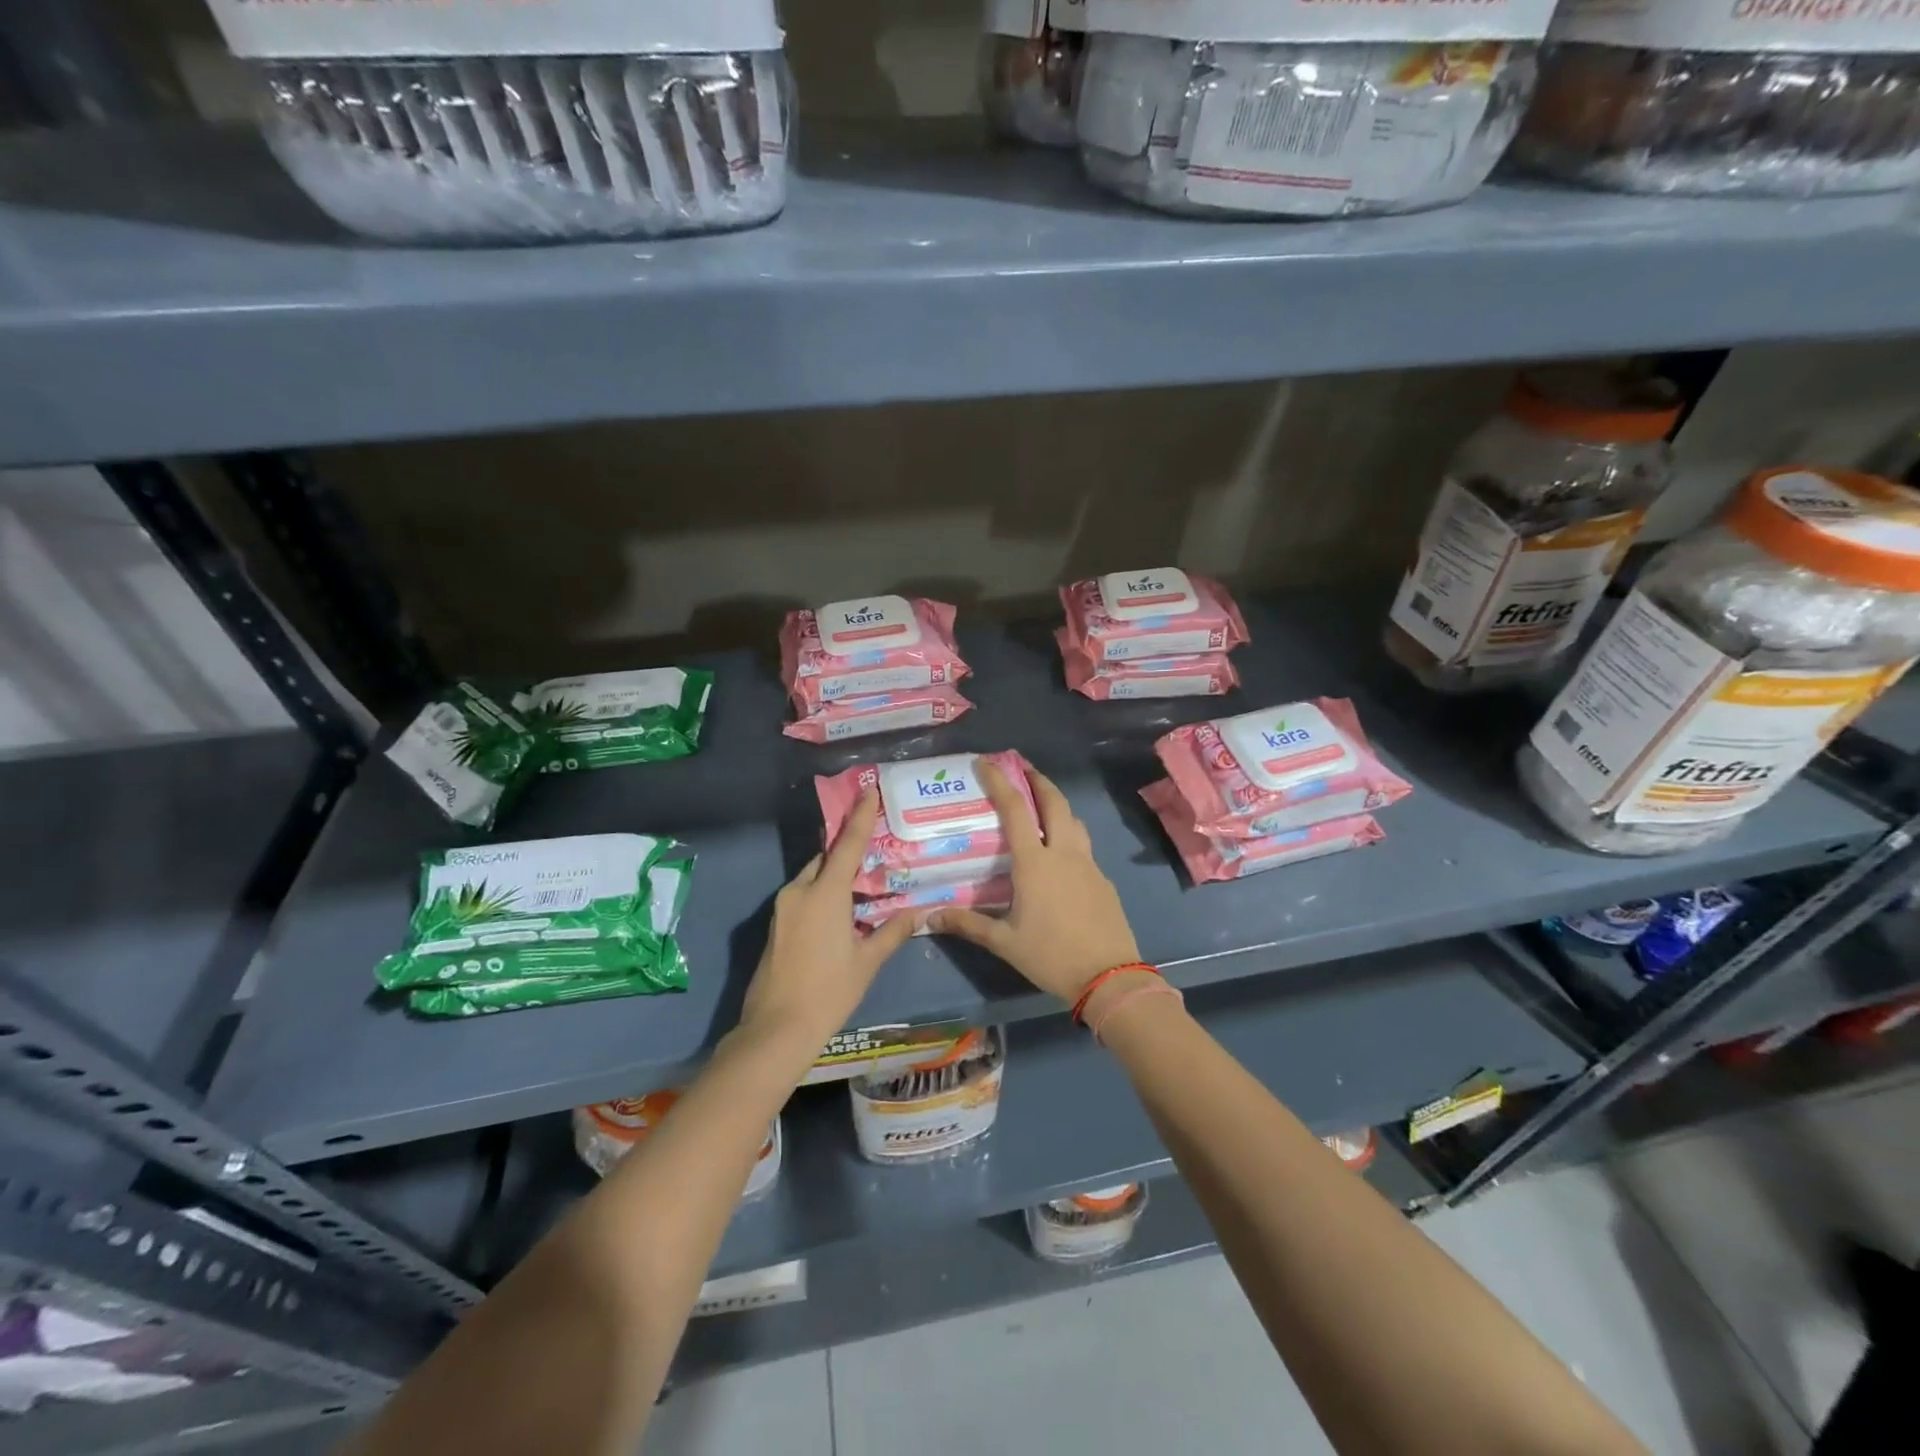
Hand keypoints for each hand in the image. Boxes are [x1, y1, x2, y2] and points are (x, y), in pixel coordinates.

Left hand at [737, 788, 915, 1048]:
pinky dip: (821, 893)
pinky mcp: (774, 925)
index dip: (860, 816)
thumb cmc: (829, 993)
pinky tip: (839, 912)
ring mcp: (782, 908)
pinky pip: (802, 896)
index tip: (868, 790)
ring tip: (861, 886)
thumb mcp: (866, 962)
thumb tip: (919, 913)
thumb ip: (892, 932)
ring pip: (812, 878)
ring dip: (834, 876)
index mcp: (825, 894)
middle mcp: (799, 892)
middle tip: (874, 851)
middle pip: (826, 859)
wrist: (776, 1029)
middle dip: (847, 852)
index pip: (848, 845)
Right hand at [928, 761, 1139, 1003]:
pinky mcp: (1103, 880)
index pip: (1015, 809)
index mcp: (1035, 863)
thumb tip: (930, 916)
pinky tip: (1059, 853)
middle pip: (1054, 801)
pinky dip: (1068, 833)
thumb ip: (969, 924)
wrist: (1110, 977)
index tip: (986, 762)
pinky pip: (1083, 845)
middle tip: (1021, 768)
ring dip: (1057, 803)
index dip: (999, 781)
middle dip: (1037, 779)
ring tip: (1042, 804)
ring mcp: (1088, 864)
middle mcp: (1063, 853)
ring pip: (1073, 820)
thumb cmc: (1052, 956)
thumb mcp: (1005, 942)